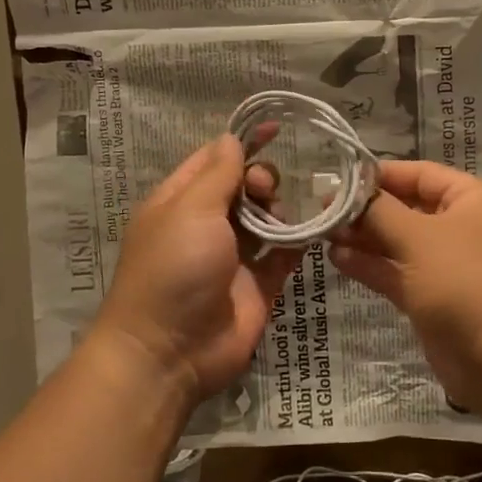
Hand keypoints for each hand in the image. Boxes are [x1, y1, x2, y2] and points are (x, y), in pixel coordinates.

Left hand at [91, 135, 301, 410]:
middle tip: (263, 193)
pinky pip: (284, 253)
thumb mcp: (190, 209)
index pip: (213, 160)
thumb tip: (232, 138)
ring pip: (267, 217)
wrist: (170, 353)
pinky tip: (311, 231)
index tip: (275, 128)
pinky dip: (298, 240)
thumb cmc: (174, 269)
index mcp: (180, 202)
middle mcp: (206, 225)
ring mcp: (233, 256)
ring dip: (280, 210)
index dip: (242, 143)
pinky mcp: (258, 285)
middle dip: (261, 180)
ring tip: (279, 222)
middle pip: (244, 186)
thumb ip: (218, 173)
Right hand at [328, 160, 481, 404]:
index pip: (419, 174)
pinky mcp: (436, 299)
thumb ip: (380, 211)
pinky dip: (372, 265)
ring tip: (322, 232)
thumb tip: (349, 191)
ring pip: (400, 242)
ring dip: (364, 237)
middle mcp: (464, 226)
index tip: (337, 180)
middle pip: (408, 207)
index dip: (378, 175)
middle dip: (366, 209)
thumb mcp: (419, 237)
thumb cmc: (466, 283)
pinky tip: (337, 258)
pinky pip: (399, 272)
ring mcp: (450, 265)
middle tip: (321, 209)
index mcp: (473, 199)